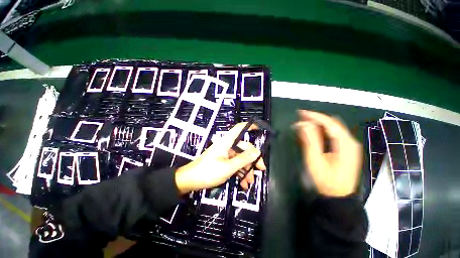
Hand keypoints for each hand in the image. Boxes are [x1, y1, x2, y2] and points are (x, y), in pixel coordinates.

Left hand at [175, 123, 266, 193]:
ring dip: (246, 169)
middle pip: (243, 148)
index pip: (239, 129)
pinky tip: (243, 183)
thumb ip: (243, 159)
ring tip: (249, 182)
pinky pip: (235, 164)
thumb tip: (257, 152)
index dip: (249, 126)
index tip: (258, 128)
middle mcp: (227, 146)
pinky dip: (240, 172)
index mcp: (227, 142)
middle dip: (252, 159)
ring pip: (240, 158)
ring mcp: (225, 154)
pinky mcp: (223, 162)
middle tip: (260, 170)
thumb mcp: (228, 167)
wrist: (190, 181)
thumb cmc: (208, 172)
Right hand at [293, 110, 361, 196]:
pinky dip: (322, 131)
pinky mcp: (346, 149)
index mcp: (345, 143)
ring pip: (333, 128)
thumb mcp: (315, 160)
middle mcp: (350, 141)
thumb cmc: (326, 179)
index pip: (329, 123)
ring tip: (304, 123)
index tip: (301, 113)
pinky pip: (333, 134)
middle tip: (300, 118)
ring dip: (318, 124)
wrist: (338, 196)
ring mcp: (349, 145)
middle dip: (316, 119)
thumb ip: (310, 140)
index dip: (314, 116)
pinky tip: (313, 132)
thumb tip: (303, 124)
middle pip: (332, 123)